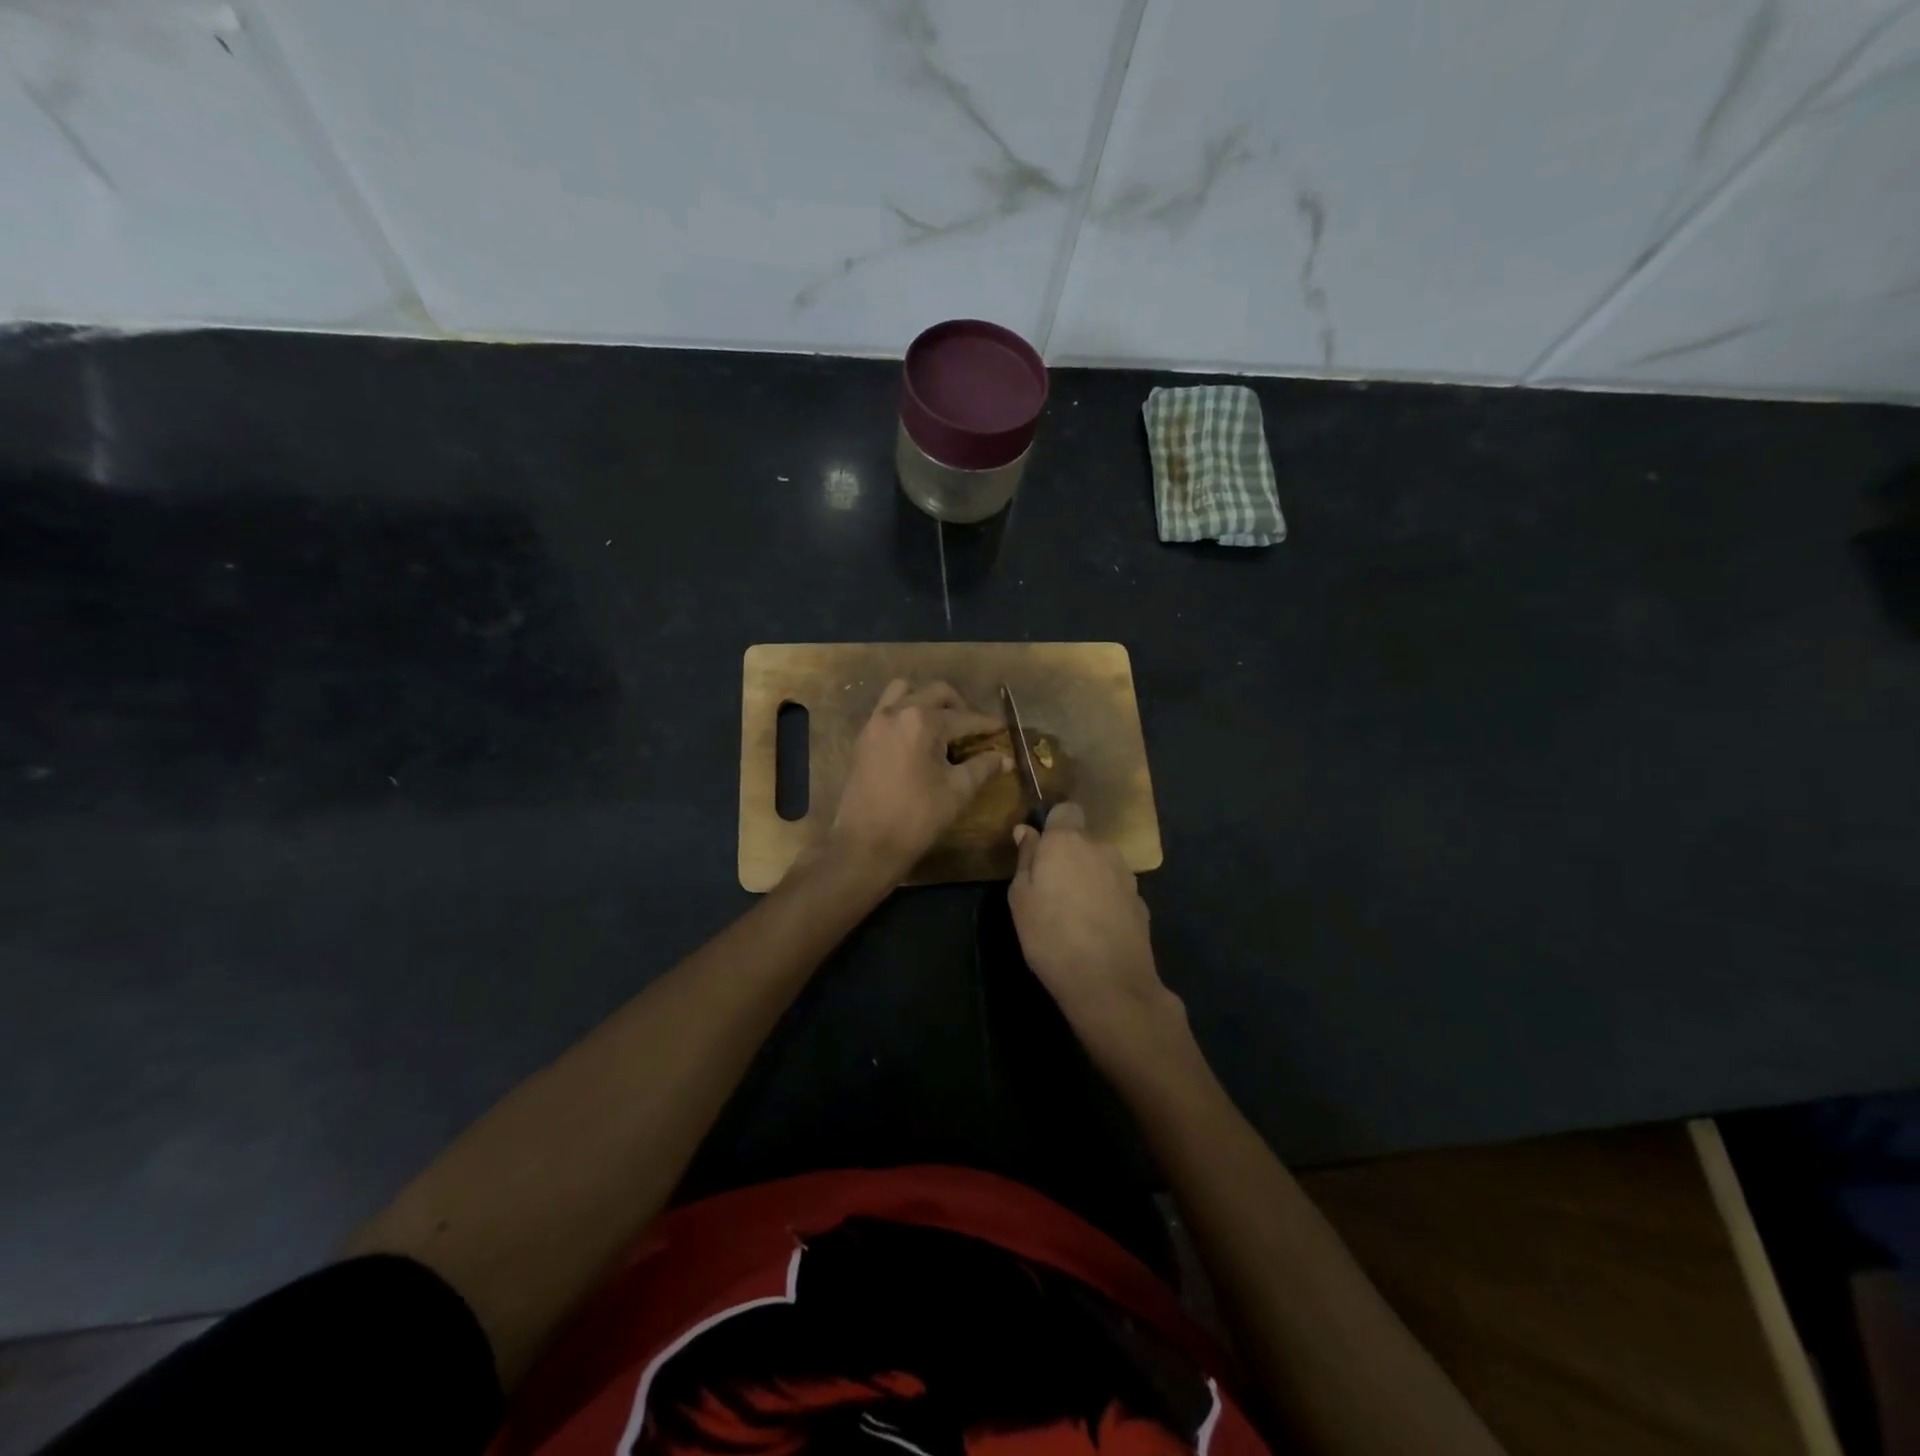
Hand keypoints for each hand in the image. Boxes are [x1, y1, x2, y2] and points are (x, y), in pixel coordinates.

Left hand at [829, 679, 1008, 879]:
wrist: (866, 844)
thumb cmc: (917, 817)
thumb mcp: (957, 791)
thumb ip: (982, 768)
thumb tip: (1004, 758)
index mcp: (922, 721)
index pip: (963, 717)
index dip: (986, 724)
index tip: (1001, 728)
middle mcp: (897, 712)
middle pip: (935, 693)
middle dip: (958, 706)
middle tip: (972, 728)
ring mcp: (875, 723)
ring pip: (904, 691)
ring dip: (926, 701)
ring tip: (941, 726)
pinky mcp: (863, 738)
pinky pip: (887, 709)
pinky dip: (905, 713)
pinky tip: (917, 739)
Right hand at [1008, 803, 1182, 1058]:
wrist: (1109, 983)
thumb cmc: (1051, 936)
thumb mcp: (1020, 898)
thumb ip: (1026, 859)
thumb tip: (1027, 831)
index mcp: (1067, 841)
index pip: (1066, 809)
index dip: (1054, 824)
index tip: (1041, 849)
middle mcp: (1101, 848)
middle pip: (1083, 840)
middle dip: (1069, 856)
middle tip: (1051, 890)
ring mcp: (1126, 875)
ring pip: (1100, 865)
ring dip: (1088, 878)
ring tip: (1074, 914)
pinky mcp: (1141, 902)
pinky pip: (1115, 890)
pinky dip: (1105, 901)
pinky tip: (1095, 929)